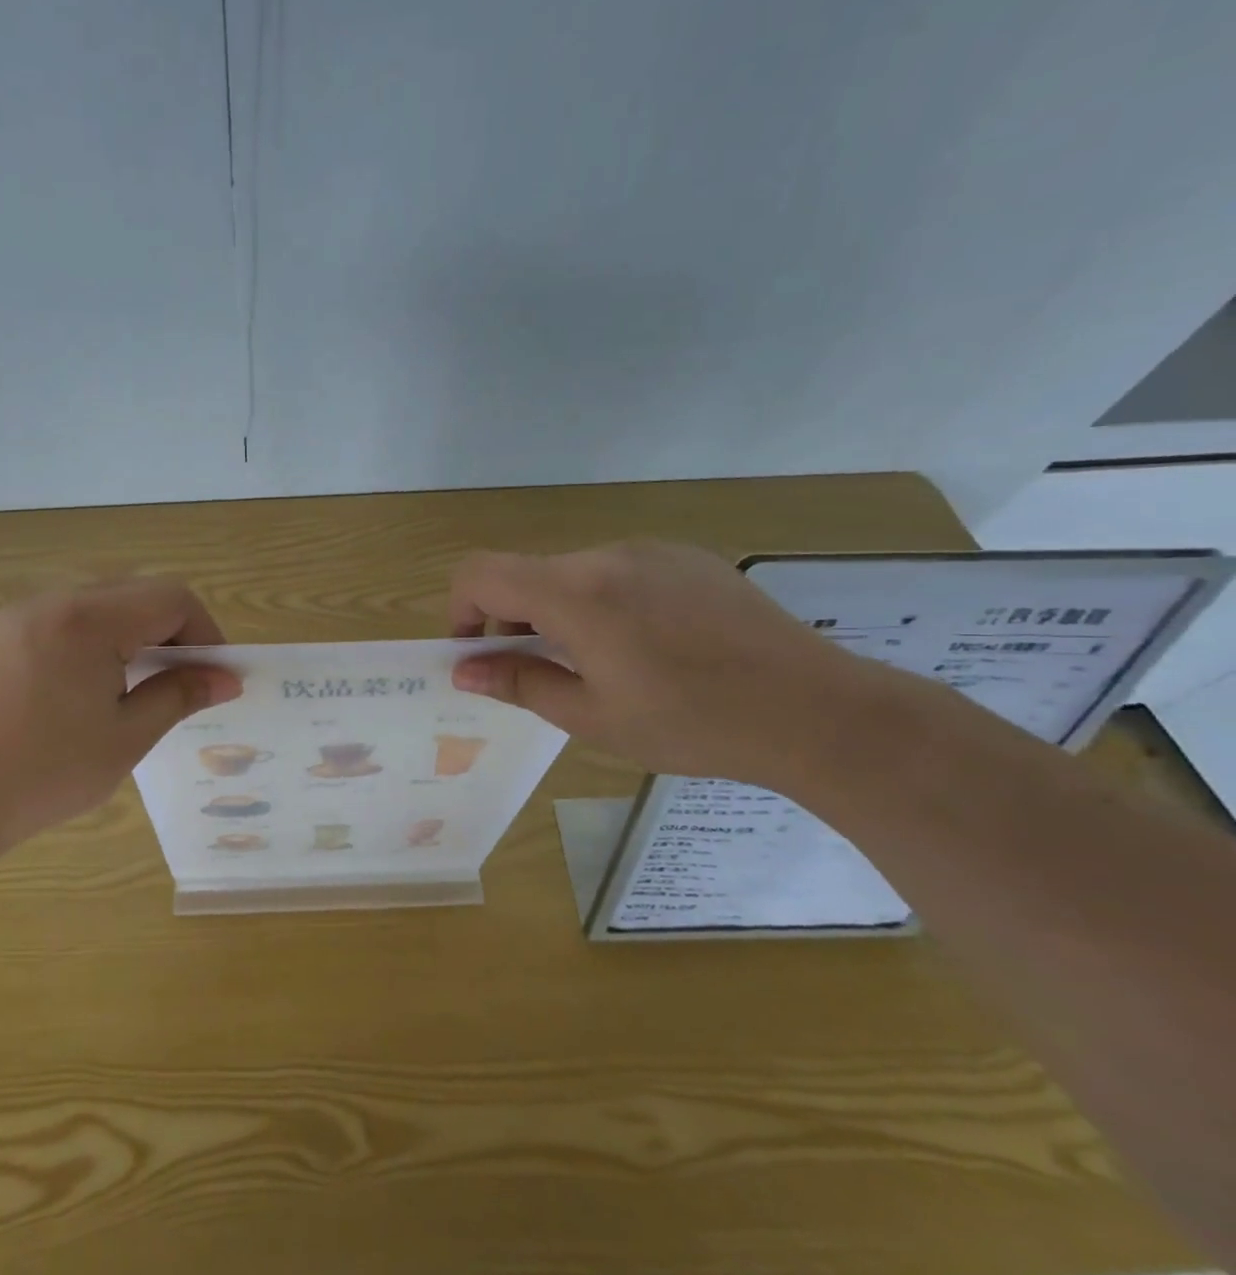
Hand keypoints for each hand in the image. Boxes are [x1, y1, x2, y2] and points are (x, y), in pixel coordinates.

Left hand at [0, 579, 240, 847]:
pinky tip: (82, 691)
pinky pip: (61, 621)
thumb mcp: (126, 738)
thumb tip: (226, 679)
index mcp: (88, 620)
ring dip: (131, 635)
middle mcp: (52, 602)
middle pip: (135, 593)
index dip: (205, 632)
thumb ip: (179, 696)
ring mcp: (17, 617)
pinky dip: (92, 642)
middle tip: (180, 684)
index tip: (214, 677)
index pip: (171, 598)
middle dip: (171, 632)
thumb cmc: (43, 773)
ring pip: (98, 605)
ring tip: (133, 689)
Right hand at [448, 542, 889, 784]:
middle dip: (510, 619)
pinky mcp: (687, 557)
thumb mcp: (592, 717)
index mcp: (576, 594)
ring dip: (557, 612)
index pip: (481, 573)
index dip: (460, 608)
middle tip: (533, 672)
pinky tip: (645, 646)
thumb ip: (519, 682)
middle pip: (526, 574)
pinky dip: (602, 602)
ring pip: (572, 574)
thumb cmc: (691, 723)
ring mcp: (652, 551)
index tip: (474, 652)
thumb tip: (464, 669)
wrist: (814, 710)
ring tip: (594, 664)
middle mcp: (607, 556)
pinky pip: (619, 571)